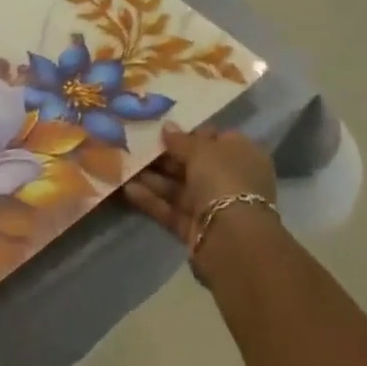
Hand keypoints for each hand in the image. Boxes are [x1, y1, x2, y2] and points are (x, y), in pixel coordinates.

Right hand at [125, 124, 276, 245]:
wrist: (232, 239)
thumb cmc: (223, 180)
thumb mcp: (201, 150)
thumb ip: (181, 139)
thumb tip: (167, 126)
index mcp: (242, 155)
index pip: (215, 139)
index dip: (189, 133)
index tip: (162, 129)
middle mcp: (231, 180)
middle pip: (194, 164)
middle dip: (165, 157)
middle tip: (135, 146)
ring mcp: (215, 207)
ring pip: (179, 188)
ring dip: (153, 178)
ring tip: (124, 166)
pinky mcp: (198, 229)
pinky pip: (172, 210)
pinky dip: (152, 200)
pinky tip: (128, 189)